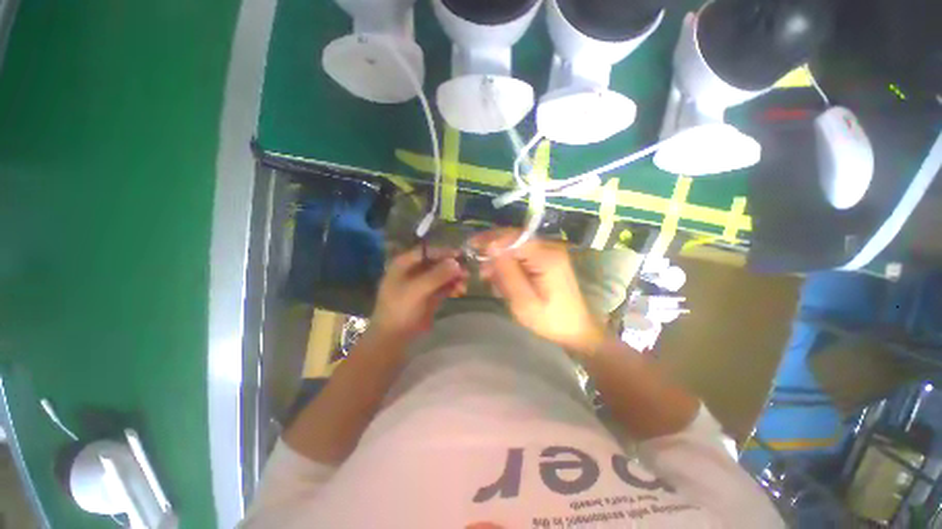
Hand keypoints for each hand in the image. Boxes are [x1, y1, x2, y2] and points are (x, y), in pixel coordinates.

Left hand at [370, 245, 467, 342]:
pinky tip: (460, 290)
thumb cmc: (400, 310)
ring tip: (465, 283)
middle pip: (436, 263)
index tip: (460, 255)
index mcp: (404, 264)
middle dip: (451, 266)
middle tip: (466, 272)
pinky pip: (443, 287)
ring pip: (441, 275)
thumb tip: (456, 262)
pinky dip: (452, 287)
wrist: (393, 338)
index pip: (426, 252)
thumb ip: (437, 275)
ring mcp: (422, 284)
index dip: (443, 252)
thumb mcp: (417, 290)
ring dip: (454, 277)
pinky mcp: (429, 296)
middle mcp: (413, 271)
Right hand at [474, 229, 604, 355]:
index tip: (471, 248)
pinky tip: (503, 277)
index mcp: (546, 256)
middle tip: (480, 268)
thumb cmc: (550, 320)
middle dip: (494, 250)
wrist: (576, 329)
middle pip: (514, 238)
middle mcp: (550, 247)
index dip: (491, 240)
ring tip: (489, 277)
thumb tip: (491, 247)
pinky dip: (510, 263)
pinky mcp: (548, 259)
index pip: (513, 237)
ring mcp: (550, 252)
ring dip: (501, 258)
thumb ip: (507, 272)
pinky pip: (523, 254)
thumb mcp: (523, 301)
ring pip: (517, 246)